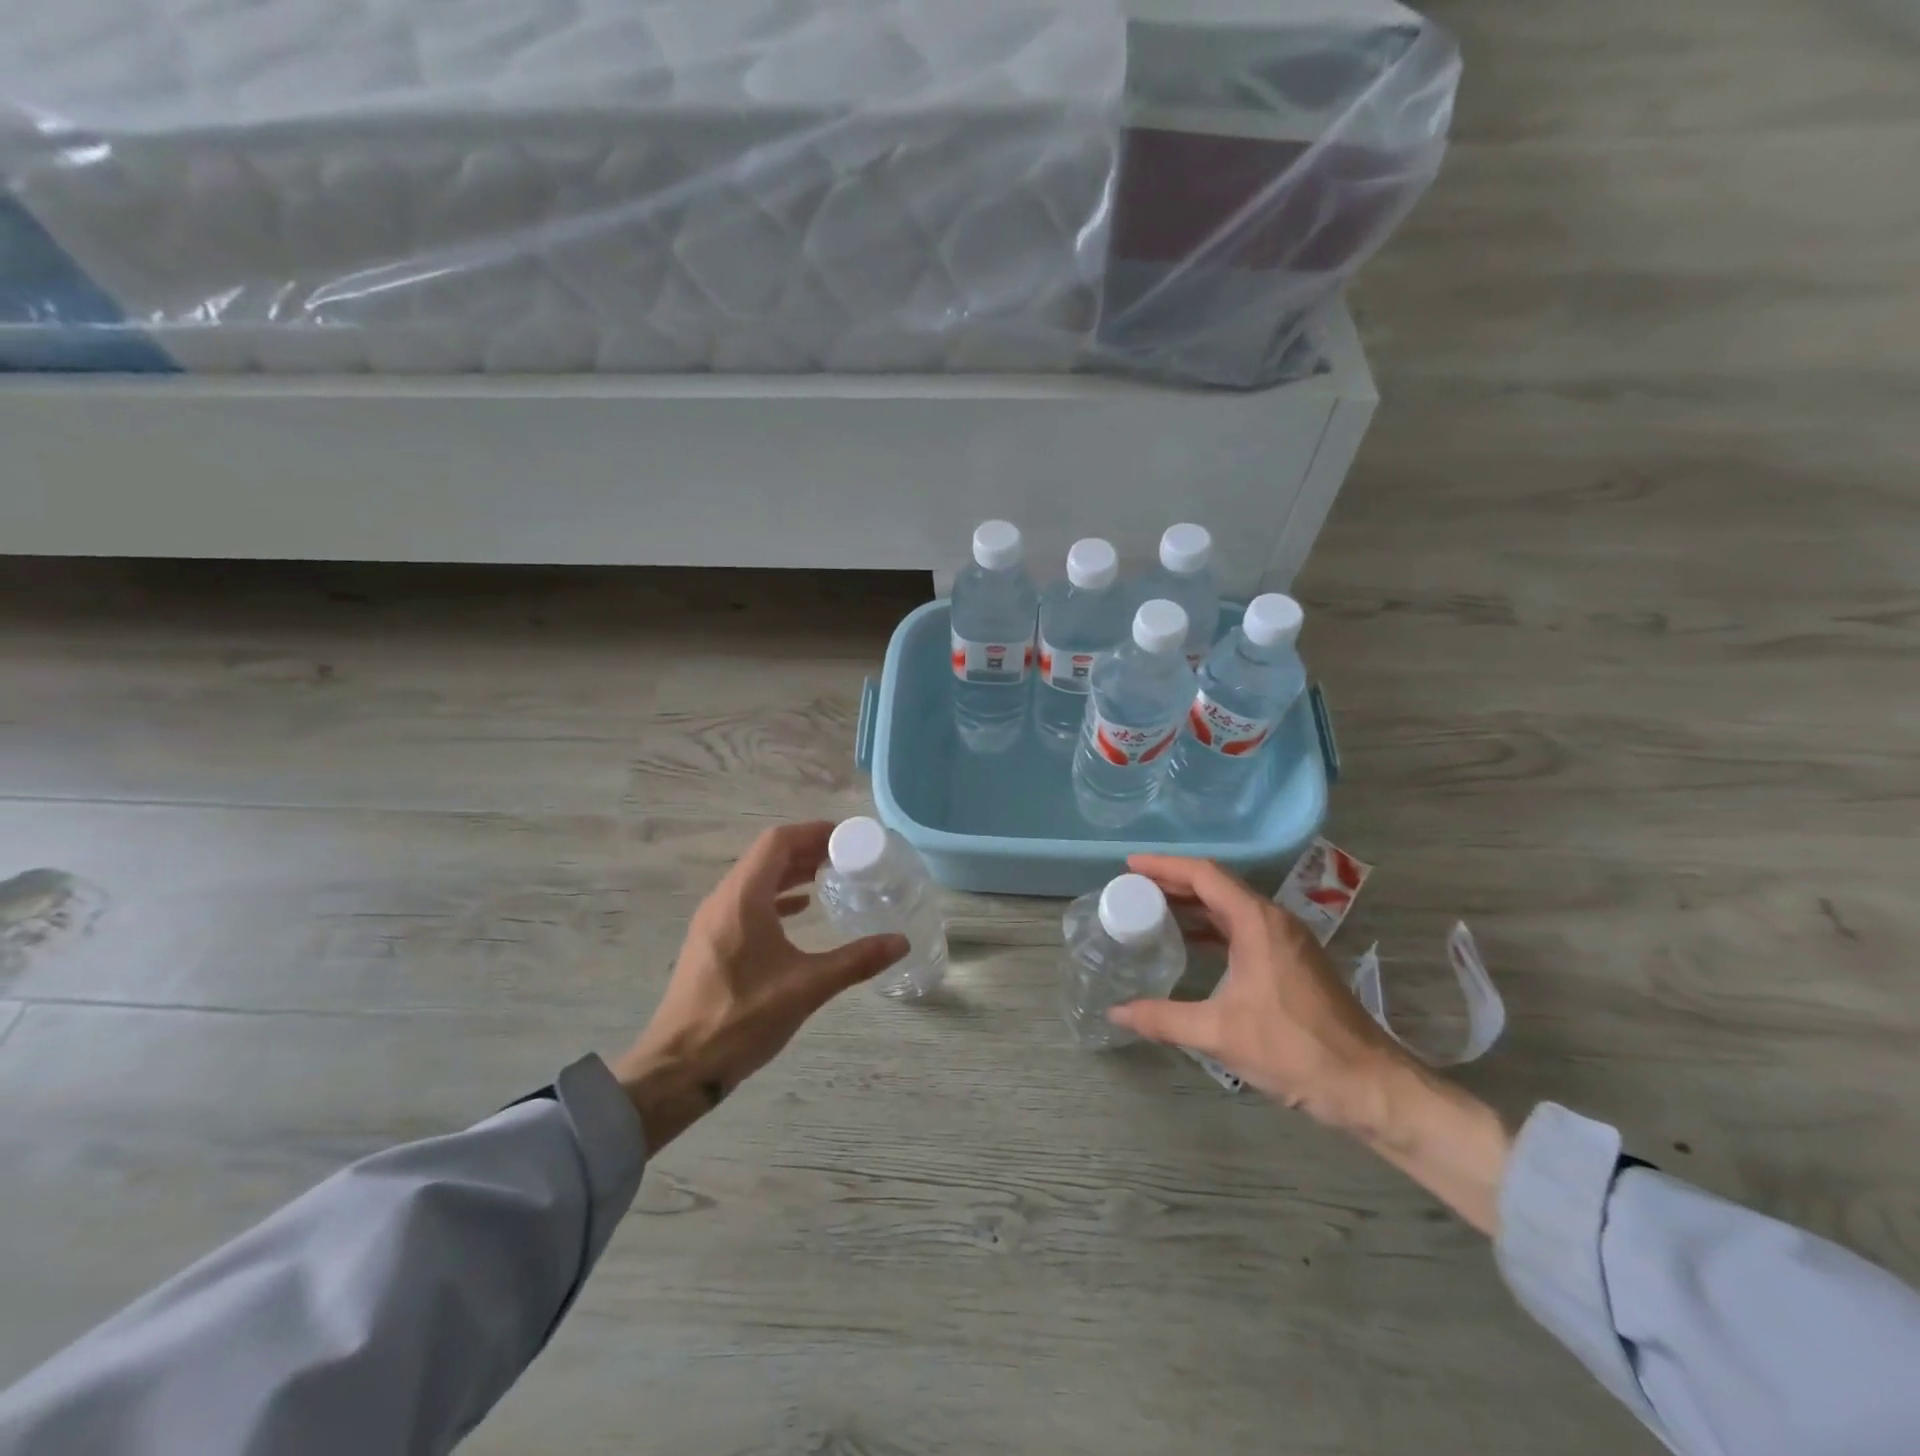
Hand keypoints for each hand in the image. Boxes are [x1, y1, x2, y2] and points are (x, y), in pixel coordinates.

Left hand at [612, 821, 906, 1151]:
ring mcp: (713, 921)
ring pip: (755, 879)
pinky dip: (775, 896)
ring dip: (790, 872)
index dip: (812, 832)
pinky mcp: (710, 942)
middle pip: (766, 856)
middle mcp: (724, 899)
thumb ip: (856, 961)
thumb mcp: (806, 987)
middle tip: (845, 856)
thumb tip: (900, 942)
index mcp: (743, 898)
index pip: (777, 842)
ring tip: (828, 877)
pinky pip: (746, 901)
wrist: (678, 1067)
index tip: (846, 837)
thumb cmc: (742, 1019)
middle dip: (806, 849)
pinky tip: (799, 911)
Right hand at [1110, 854, 1510, 1235]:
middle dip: (1173, 882)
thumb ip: (1163, 1018)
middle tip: (1133, 888)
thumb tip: (1116, 1012)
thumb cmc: (1293, 1048)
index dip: (1164, 865)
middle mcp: (1273, 920)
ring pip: (1230, 907)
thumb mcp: (1220, 1033)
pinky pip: (1242, 928)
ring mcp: (1286, 941)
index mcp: (1257, 922)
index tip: (1130, 866)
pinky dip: (1211, 927)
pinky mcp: (1291, 961)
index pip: (1204, 874)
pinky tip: (1189, 944)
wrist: (1368, 1084)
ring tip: (1152, 910)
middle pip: (1216, 885)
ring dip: (1192, 904)